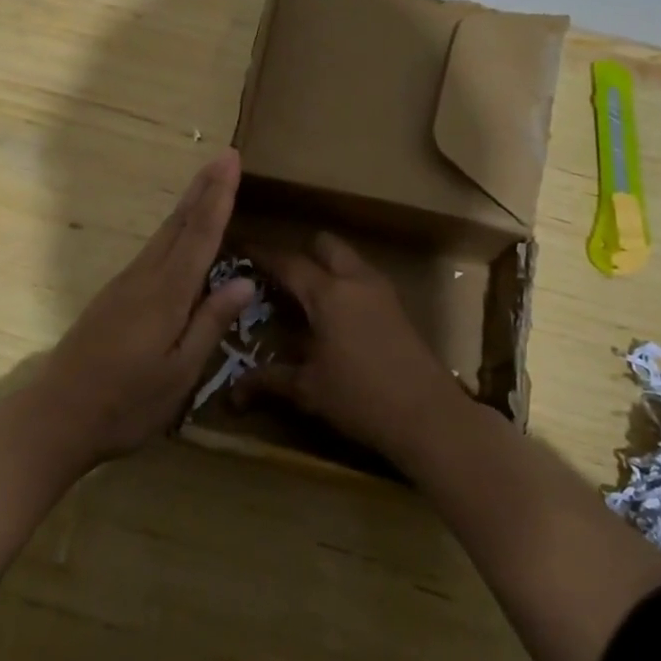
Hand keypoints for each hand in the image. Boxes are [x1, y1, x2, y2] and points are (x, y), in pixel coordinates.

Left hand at [36, 148, 255, 468]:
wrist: (55, 416)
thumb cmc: (125, 404)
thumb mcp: (179, 374)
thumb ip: (210, 324)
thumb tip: (244, 281)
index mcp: (167, 294)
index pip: (200, 234)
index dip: (219, 196)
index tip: (231, 159)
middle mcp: (145, 277)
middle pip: (179, 223)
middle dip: (203, 187)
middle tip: (223, 155)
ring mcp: (125, 284)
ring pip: (164, 234)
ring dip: (188, 204)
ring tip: (208, 182)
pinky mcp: (113, 296)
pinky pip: (152, 250)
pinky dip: (173, 229)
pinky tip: (179, 232)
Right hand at [232, 233, 467, 469]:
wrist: (428, 415)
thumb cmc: (361, 398)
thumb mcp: (308, 390)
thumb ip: (269, 381)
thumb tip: (232, 392)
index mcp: (328, 293)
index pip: (288, 262)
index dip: (263, 254)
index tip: (242, 249)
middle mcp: (355, 279)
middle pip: (324, 244)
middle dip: (300, 251)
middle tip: (279, 276)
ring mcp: (381, 290)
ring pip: (348, 258)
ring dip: (326, 266)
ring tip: (305, 295)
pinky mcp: (397, 306)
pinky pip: (363, 277)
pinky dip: (344, 282)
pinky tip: (335, 315)